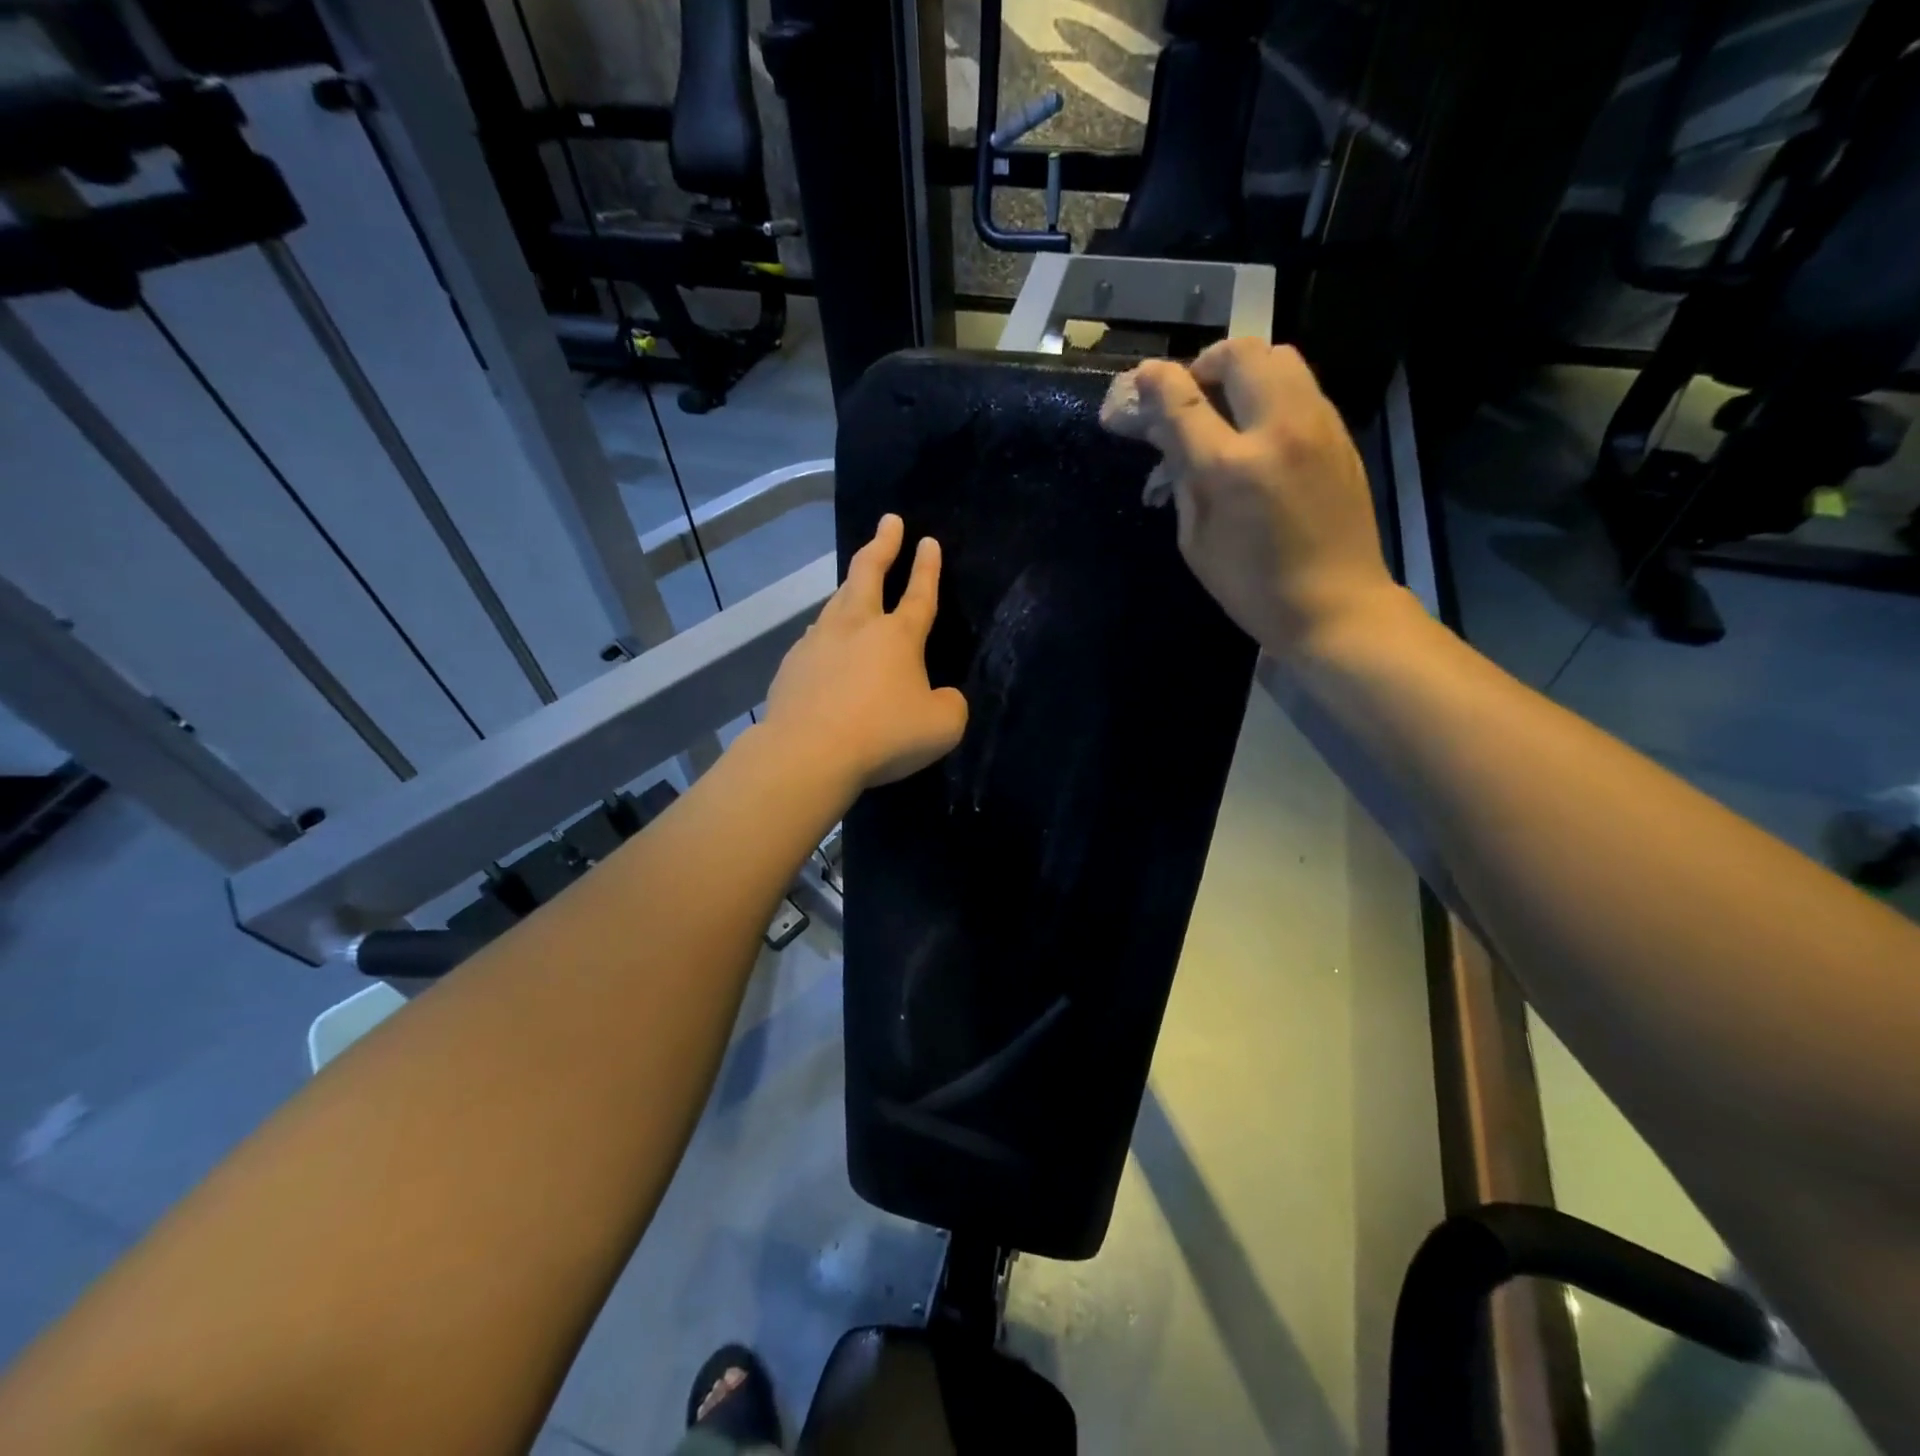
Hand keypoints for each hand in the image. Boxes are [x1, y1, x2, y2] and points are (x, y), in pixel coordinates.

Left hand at [764, 514, 968, 792]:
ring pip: (836, 601)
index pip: (919, 593)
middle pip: (868, 573)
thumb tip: (941, 697)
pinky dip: (826, 631)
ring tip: (854, 582)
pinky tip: (824, 641)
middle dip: (882, 544)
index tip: (928, 541)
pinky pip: (814, 638)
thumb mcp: (942, 726)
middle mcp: (857, 627)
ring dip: (850, 586)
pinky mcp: (792, 665)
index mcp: (898, 636)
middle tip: (889, 522)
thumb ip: (950, 704)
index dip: (927, 567)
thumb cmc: (884, 735)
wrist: (809, 753)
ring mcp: (818, 642)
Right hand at [1131, 340, 1403, 654]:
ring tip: (1227, 406)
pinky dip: (1271, 392)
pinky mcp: (1341, 433)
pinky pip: (1301, 387)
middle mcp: (1278, 430)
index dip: (1154, 383)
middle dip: (1205, 363)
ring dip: (1243, 371)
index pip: (1184, 400)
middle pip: (1240, 353)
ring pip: (1279, 357)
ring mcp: (1318, 425)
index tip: (1140, 380)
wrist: (1335, 605)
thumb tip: (1165, 435)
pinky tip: (1260, 431)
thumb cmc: (1251, 586)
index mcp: (1231, 467)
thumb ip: (1181, 478)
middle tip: (1191, 393)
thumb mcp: (1196, 540)